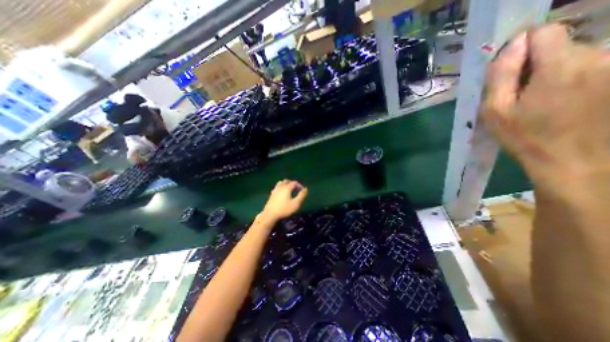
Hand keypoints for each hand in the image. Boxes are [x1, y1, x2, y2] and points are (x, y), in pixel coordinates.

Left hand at [261, 180, 309, 219]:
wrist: (270, 214)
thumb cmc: (284, 209)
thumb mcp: (295, 203)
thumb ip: (301, 195)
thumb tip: (306, 189)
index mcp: (287, 188)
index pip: (294, 182)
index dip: (299, 185)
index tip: (302, 190)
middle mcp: (280, 187)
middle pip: (287, 181)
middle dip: (292, 183)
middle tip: (296, 189)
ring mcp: (275, 190)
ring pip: (281, 183)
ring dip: (286, 184)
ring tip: (289, 189)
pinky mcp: (271, 194)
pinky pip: (277, 187)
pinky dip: (281, 187)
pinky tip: (282, 193)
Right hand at [486, 24, 609, 198]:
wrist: (575, 160)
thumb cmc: (526, 137)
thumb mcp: (495, 111)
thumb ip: (500, 76)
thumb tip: (511, 46)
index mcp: (560, 67)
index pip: (544, 32)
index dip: (522, 47)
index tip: (510, 69)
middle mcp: (598, 57)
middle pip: (559, 44)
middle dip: (535, 64)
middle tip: (521, 94)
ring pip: (575, 55)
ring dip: (553, 72)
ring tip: (541, 101)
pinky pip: (589, 66)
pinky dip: (571, 78)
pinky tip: (562, 101)